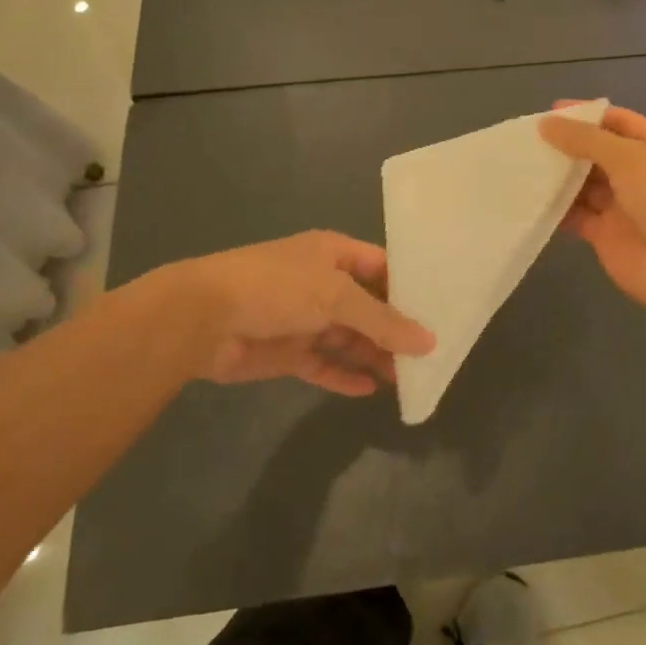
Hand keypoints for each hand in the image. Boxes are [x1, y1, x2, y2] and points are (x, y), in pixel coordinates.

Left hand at [133, 231, 434, 395]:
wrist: (203, 319)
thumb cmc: (277, 288)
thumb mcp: (336, 296)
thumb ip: (382, 320)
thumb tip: (428, 340)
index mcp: (334, 254)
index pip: (382, 266)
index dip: (409, 286)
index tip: (441, 308)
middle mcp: (322, 283)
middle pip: (368, 306)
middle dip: (395, 328)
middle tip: (431, 353)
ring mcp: (305, 319)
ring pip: (349, 338)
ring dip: (374, 356)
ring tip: (408, 377)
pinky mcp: (288, 352)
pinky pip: (324, 364)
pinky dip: (345, 376)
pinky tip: (370, 390)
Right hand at [539, 105, 645, 323]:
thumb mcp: (629, 158)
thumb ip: (586, 139)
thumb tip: (546, 123)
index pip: (618, 121)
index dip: (586, 114)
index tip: (550, 112)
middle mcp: (641, 174)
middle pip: (598, 152)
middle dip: (567, 145)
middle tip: (527, 140)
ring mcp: (624, 205)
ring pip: (585, 184)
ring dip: (559, 176)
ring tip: (522, 165)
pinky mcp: (607, 235)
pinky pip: (577, 215)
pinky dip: (557, 208)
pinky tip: (530, 199)